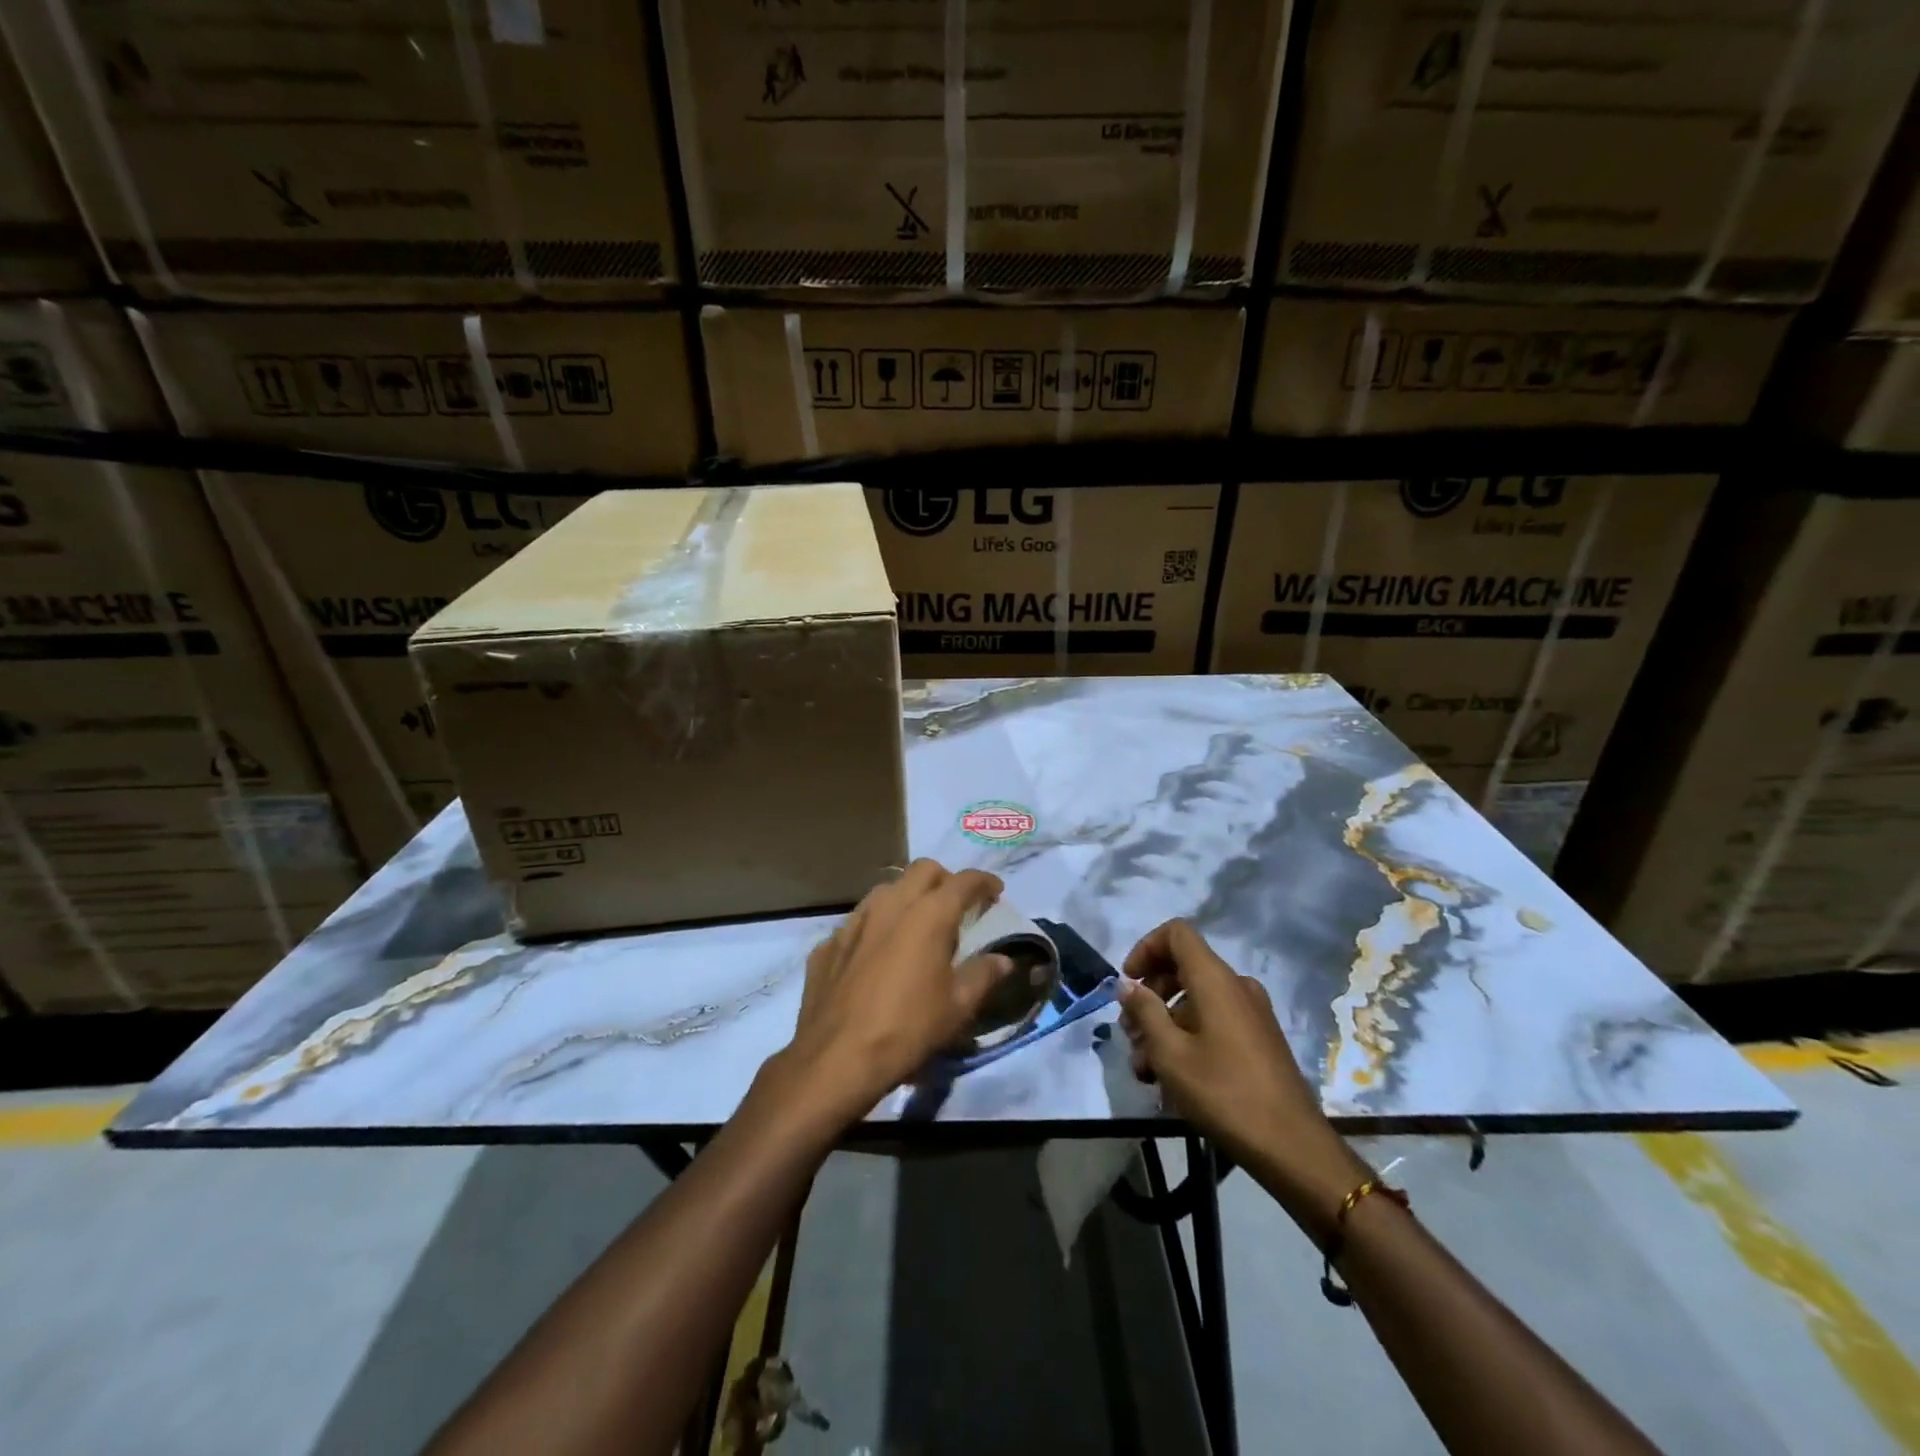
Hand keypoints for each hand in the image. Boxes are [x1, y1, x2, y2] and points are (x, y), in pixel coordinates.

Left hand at [776, 859, 1014, 1124]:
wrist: (836, 1058)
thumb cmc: (908, 1029)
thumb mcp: (957, 1007)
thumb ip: (983, 975)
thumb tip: (1003, 960)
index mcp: (929, 915)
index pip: (964, 881)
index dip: (984, 882)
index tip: (995, 892)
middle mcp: (890, 905)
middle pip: (923, 870)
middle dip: (945, 880)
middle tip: (957, 906)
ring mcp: (854, 921)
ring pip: (887, 889)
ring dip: (908, 897)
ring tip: (917, 925)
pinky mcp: (828, 943)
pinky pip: (858, 922)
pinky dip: (876, 928)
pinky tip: (877, 956)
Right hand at [1118, 919, 1365, 1228]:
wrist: (1292, 1146)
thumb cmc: (1224, 1093)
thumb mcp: (1170, 1053)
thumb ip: (1145, 1011)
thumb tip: (1128, 984)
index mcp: (1215, 979)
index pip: (1176, 933)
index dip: (1145, 948)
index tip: (1129, 983)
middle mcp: (1236, 986)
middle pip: (1183, 967)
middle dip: (1150, 996)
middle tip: (1130, 1034)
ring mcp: (1251, 1013)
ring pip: (1195, 1000)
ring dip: (1164, 1025)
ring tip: (1146, 1068)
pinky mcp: (1258, 1038)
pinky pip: (1214, 1021)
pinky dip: (1187, 1037)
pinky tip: (1172, 1079)